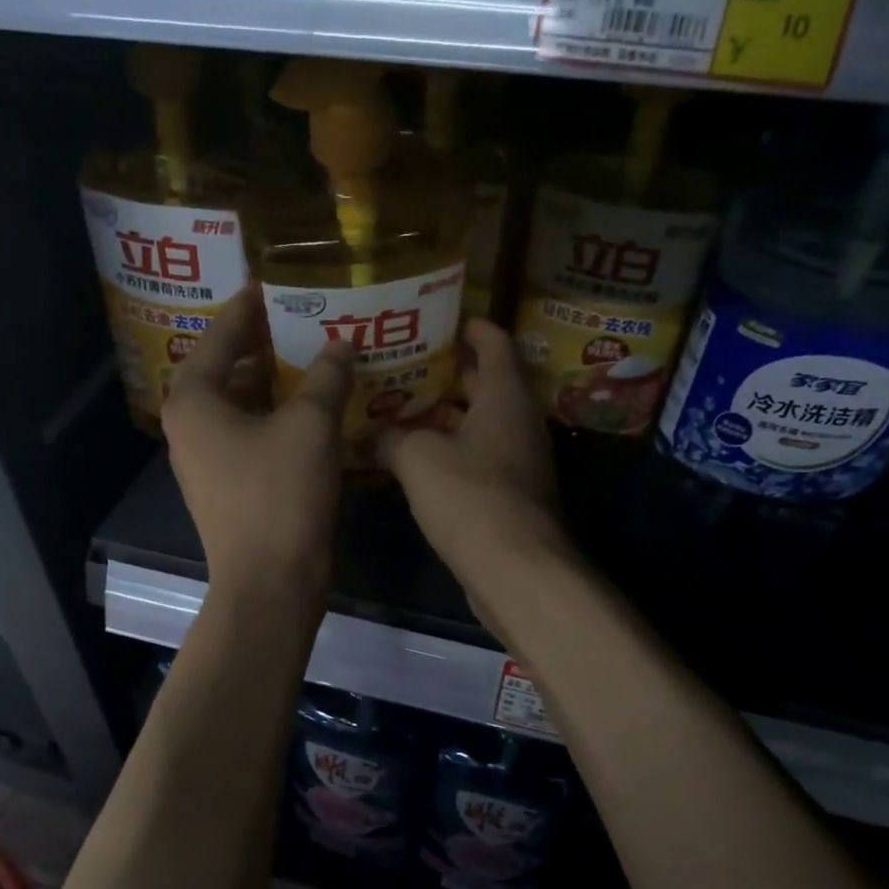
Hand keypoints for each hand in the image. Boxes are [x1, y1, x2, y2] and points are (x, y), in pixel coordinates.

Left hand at [163, 291, 354, 600]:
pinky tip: (316, 410)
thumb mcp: (309, 426)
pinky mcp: (228, 485)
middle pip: (230, 369)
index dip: (253, 306)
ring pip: (243, 404)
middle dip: (269, 345)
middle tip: (310, 320)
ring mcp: (206, 459)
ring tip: (319, 359)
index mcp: (194, 399)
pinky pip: (253, 434)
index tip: (280, 283)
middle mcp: (190, 425)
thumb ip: (325, 376)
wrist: (270, 583)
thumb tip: (342, 343)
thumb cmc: (280, 496)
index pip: (222, 334)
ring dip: (279, 384)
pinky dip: (280, 418)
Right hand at [378, 320, 575, 600]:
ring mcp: (519, 461)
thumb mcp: (418, 458)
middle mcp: (519, 422)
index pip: (496, 344)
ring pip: (481, 425)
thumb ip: (390, 438)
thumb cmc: (470, 496)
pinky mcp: (511, 495)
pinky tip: (416, 460)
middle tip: (408, 365)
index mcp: (505, 396)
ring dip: (447, 417)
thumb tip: (369, 435)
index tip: (444, 320)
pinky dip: (452, 451)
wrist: (515, 569)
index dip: (472, 328)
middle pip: (487, 384)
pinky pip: (479, 458)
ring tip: (403, 409)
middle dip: (450, 374)